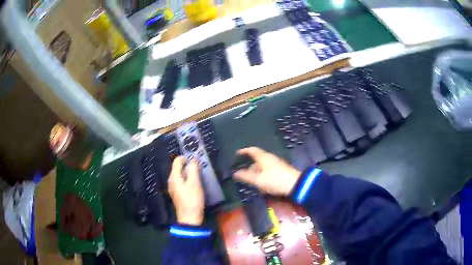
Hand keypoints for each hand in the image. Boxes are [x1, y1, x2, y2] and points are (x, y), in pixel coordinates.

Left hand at [168, 156, 203, 225]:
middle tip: (199, 166)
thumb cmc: (192, 199)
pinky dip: (188, 179)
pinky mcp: (178, 194)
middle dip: (188, 165)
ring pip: (180, 175)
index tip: (196, 158)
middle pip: (178, 168)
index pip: (177, 161)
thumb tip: (193, 159)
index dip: (186, 157)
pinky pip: (182, 182)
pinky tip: (195, 184)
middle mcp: (171, 181)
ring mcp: (174, 188)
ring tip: (199, 174)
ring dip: (189, 172)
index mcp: (174, 177)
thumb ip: (193, 169)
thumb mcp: (194, 183)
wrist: (189, 218)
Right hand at [233, 147, 300, 195]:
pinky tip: (262, 183)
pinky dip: (263, 174)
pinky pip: (269, 169)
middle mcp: (270, 157)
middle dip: (250, 165)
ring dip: (257, 171)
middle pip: (258, 159)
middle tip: (243, 173)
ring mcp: (277, 163)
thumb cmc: (274, 180)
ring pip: (263, 165)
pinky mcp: (282, 169)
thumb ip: (246, 176)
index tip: (237, 154)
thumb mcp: (258, 180)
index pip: (252, 150)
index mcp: (263, 157)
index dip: (244, 151)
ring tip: (251, 180)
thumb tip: (235, 173)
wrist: (295, 184)